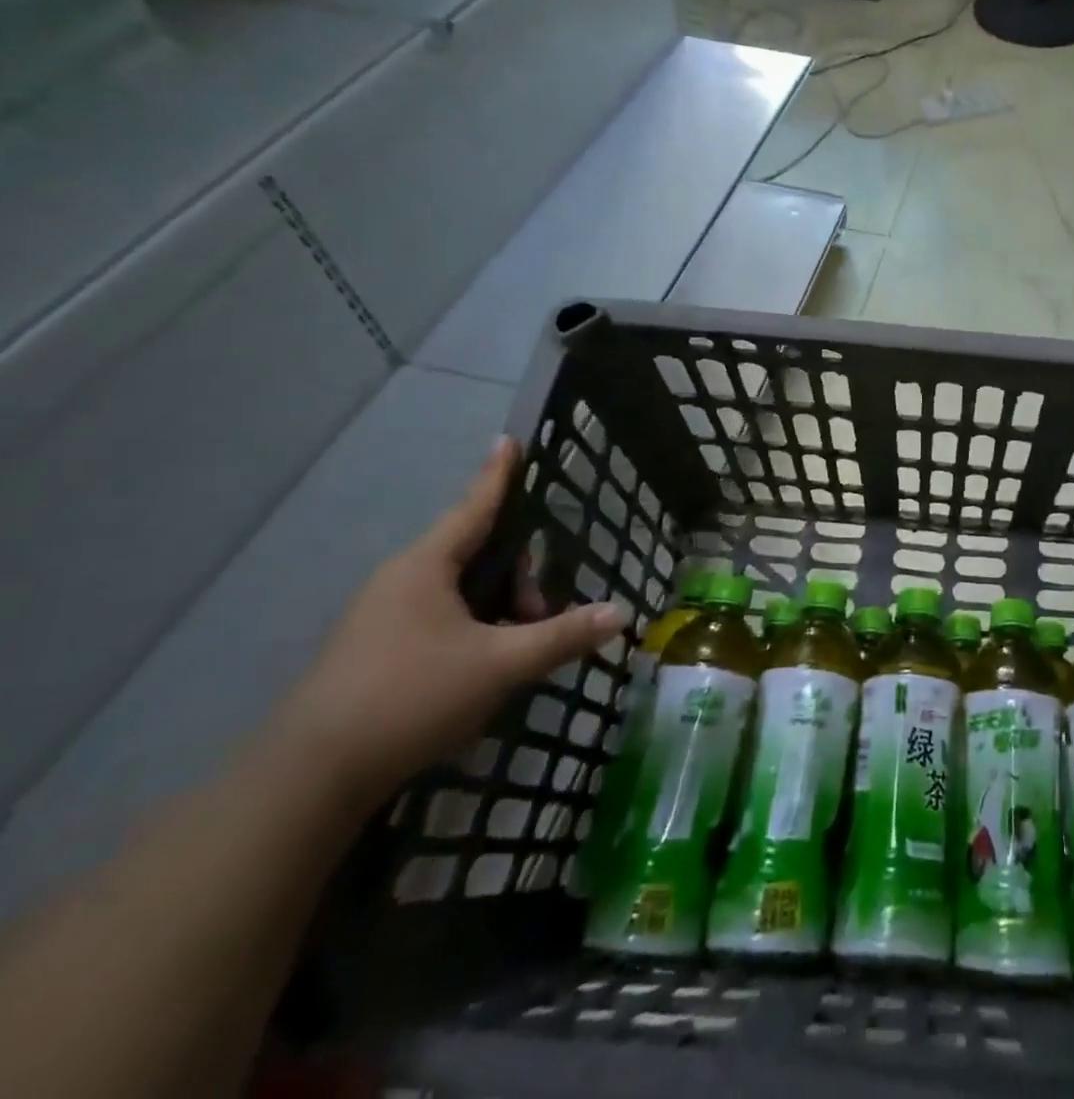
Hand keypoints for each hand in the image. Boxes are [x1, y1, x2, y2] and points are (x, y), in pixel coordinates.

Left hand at [271, 436, 624, 807]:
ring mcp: (380, 619)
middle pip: (476, 557)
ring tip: (516, 654)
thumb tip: (620, 613)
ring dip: (498, 612)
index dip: (498, 475)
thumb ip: (563, 636)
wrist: (307, 780)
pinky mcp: (372, 654)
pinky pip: (438, 621)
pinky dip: (472, 632)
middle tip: (541, 618)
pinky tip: (483, 670)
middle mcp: (400, 582)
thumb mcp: (501, 664)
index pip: (474, 508)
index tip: (509, 440)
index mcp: (425, 567)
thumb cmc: (410, 697)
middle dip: (518, 580)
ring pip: (459, 594)